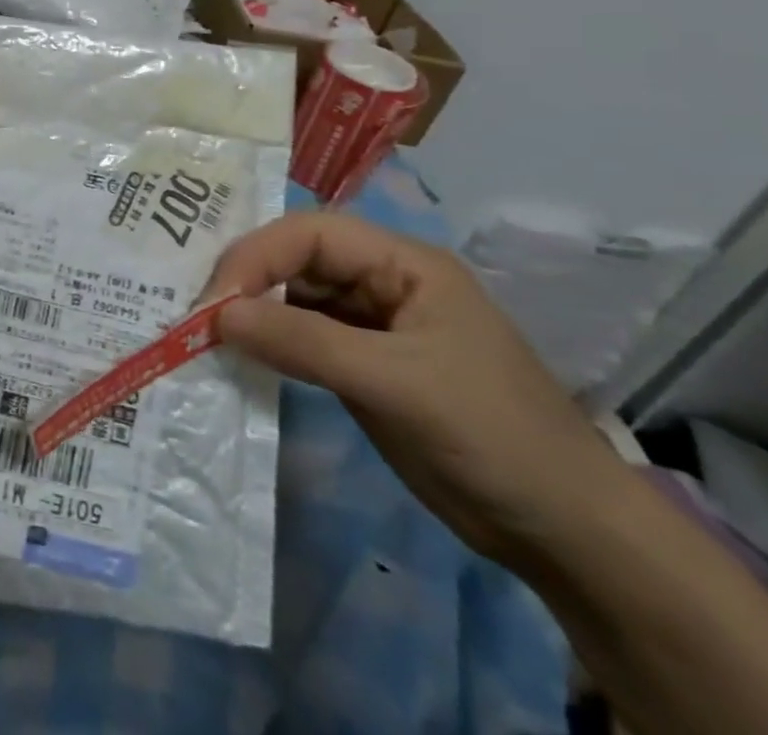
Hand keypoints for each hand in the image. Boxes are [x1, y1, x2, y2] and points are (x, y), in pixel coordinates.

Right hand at [205, 212, 624, 568]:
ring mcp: (371, 323)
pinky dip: (270, 344)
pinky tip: (242, 356)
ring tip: (209, 335)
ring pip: (294, 297)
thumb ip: (303, 342)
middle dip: (249, 280)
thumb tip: (217, 316)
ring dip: (254, 312)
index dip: (257, 256)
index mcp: (403, 263)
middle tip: (201, 317)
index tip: (215, 301)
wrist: (567, 534)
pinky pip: (302, 337)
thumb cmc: (492, 436)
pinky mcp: (362, 362)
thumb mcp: (395, 384)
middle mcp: (382, 281)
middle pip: (297, 259)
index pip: (310, 234)